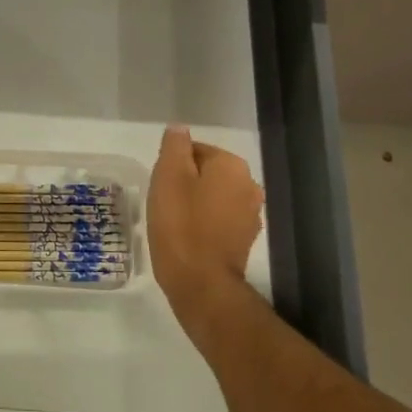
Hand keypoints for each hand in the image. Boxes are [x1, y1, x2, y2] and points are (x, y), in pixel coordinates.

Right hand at [148, 125, 262, 329]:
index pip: (195, 150)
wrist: (201, 283)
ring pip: (213, 196)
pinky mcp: (244, 240)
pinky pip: (219, 219)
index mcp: (232, 165)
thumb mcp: (168, 176)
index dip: (172, 165)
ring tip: (173, 221)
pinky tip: (187, 237)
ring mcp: (251, 215)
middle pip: (207, 172)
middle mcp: (249, 185)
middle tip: (164, 202)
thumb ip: (175, 146)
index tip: (160, 185)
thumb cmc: (180, 224)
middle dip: (185, 183)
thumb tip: (179, 129)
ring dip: (195, 203)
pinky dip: (204, 223)